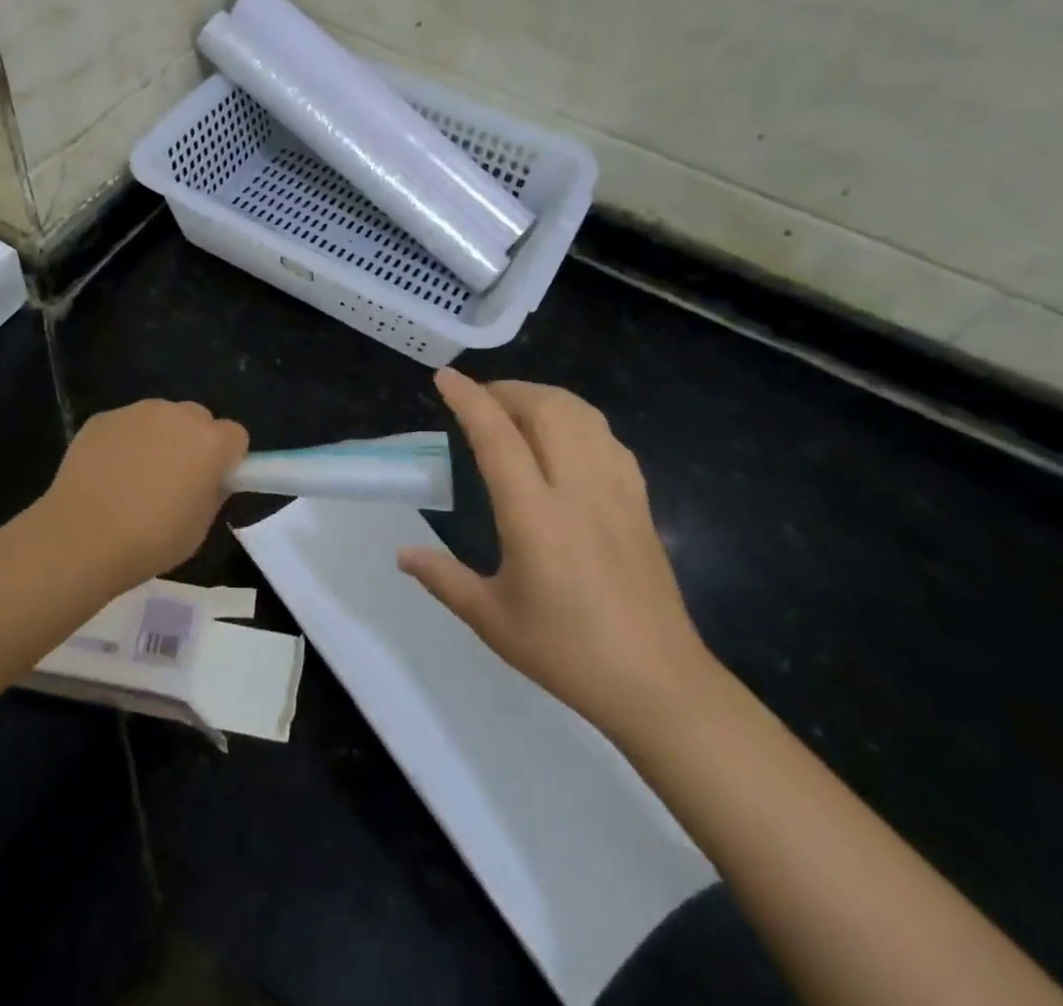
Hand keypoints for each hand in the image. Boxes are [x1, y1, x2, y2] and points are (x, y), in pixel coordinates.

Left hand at [38, 400, 248, 588]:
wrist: (81, 537)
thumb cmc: (151, 540)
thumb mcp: (199, 528)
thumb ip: (212, 493)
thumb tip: (208, 479)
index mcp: (211, 442)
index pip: (235, 436)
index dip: (226, 459)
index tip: (211, 482)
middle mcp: (178, 415)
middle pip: (198, 419)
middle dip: (193, 442)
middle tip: (174, 480)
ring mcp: (137, 412)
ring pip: (160, 418)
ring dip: (158, 438)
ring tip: (134, 478)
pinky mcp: (103, 418)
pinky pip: (125, 426)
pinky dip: (123, 443)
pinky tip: (106, 475)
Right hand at [399, 369, 715, 743]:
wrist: (658, 684)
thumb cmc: (567, 652)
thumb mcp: (492, 619)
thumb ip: (443, 579)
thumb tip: (403, 553)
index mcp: (535, 516)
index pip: (498, 437)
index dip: (469, 400)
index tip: (445, 377)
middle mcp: (577, 490)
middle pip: (546, 409)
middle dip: (507, 390)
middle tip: (478, 399)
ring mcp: (615, 491)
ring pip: (581, 415)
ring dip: (543, 398)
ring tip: (516, 409)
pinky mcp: (640, 502)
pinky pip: (607, 438)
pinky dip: (577, 419)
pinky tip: (563, 438)